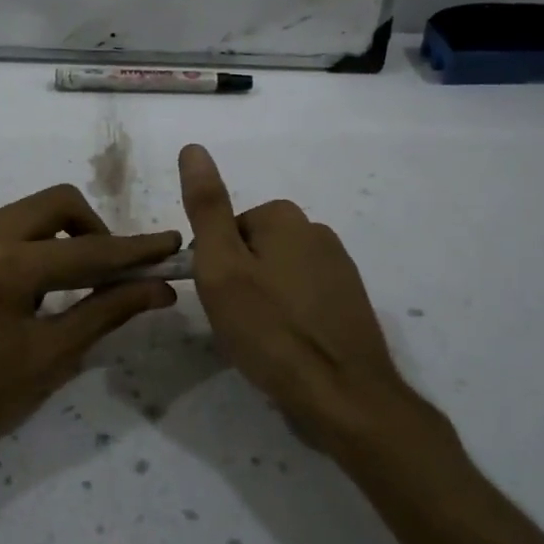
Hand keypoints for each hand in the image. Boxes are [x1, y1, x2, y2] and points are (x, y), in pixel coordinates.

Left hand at [0, 184, 180, 478]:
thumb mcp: (50, 357)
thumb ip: (107, 311)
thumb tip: (159, 289)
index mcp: (5, 268)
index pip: (87, 249)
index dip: (134, 248)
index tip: (169, 242)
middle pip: (55, 202)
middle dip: (92, 229)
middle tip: (106, 270)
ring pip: (23, 212)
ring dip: (54, 238)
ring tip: (58, 287)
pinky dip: (19, 247)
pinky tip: (17, 290)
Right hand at [178, 144, 441, 449]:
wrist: (343, 396)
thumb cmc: (271, 329)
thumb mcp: (221, 267)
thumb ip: (206, 207)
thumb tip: (193, 148)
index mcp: (285, 217)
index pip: (226, 230)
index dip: (213, 265)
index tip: (219, 299)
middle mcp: (317, 231)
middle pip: (253, 250)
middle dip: (239, 281)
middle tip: (237, 322)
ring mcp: (339, 267)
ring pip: (277, 275)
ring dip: (263, 301)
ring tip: (262, 340)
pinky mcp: (350, 301)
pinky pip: (302, 298)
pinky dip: (289, 317)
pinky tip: (288, 347)